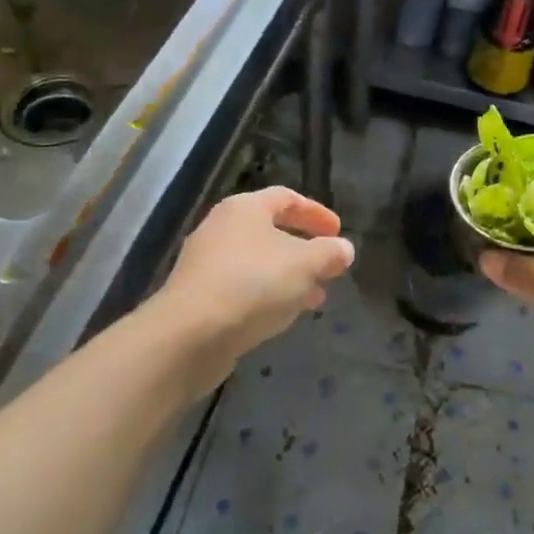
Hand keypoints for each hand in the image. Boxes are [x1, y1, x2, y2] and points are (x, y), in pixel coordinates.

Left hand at [157, 187, 355, 394]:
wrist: (190, 335)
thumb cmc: (253, 284)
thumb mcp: (305, 265)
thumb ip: (329, 253)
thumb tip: (344, 248)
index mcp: (245, 208)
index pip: (286, 198)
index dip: (316, 213)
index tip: (338, 232)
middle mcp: (221, 228)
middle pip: (270, 230)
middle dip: (304, 249)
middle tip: (329, 266)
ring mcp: (206, 263)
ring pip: (258, 262)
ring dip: (289, 276)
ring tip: (315, 297)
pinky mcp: (199, 296)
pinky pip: (242, 287)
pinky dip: (268, 294)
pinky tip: (284, 315)